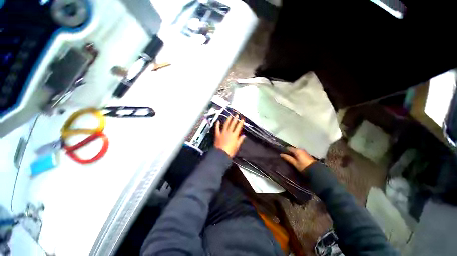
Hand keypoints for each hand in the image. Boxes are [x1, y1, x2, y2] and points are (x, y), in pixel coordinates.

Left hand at [214, 115, 245, 157]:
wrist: (221, 154)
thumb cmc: (230, 151)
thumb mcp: (237, 146)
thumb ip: (240, 140)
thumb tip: (243, 135)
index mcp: (234, 135)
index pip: (238, 127)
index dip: (240, 123)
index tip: (242, 119)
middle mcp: (229, 132)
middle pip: (232, 124)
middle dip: (235, 119)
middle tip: (236, 115)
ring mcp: (222, 133)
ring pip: (226, 125)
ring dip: (228, 120)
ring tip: (230, 116)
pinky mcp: (217, 135)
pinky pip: (217, 128)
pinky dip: (217, 125)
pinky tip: (218, 121)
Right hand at [280, 147, 314, 171]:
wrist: (315, 170)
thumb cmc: (303, 166)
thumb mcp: (294, 163)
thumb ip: (288, 158)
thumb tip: (281, 154)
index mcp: (296, 150)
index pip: (288, 148)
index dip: (284, 150)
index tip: (281, 153)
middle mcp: (300, 149)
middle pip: (292, 149)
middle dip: (288, 152)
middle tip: (284, 156)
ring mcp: (304, 151)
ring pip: (296, 151)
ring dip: (292, 153)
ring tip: (289, 157)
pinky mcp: (306, 154)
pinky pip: (299, 152)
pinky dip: (296, 154)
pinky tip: (294, 158)